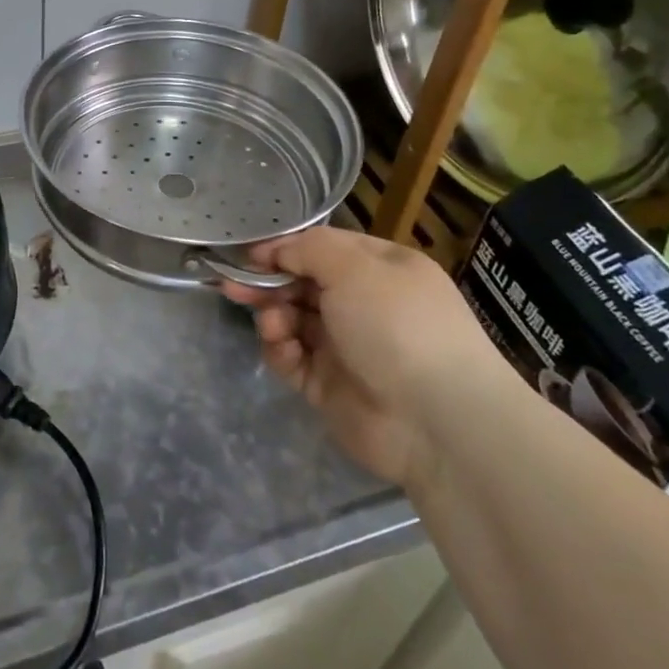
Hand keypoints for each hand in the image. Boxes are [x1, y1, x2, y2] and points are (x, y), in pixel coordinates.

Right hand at [220, 227, 516, 487]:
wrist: (435, 420)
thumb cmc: (398, 325)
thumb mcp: (354, 267)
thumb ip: (307, 249)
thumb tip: (274, 250)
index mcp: (381, 270)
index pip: (324, 248)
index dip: (286, 248)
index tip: (251, 254)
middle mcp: (364, 304)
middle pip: (303, 284)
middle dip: (268, 282)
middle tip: (233, 286)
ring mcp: (346, 347)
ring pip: (293, 320)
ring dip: (274, 316)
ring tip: (272, 325)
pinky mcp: (329, 385)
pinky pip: (292, 358)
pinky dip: (281, 350)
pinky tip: (281, 347)